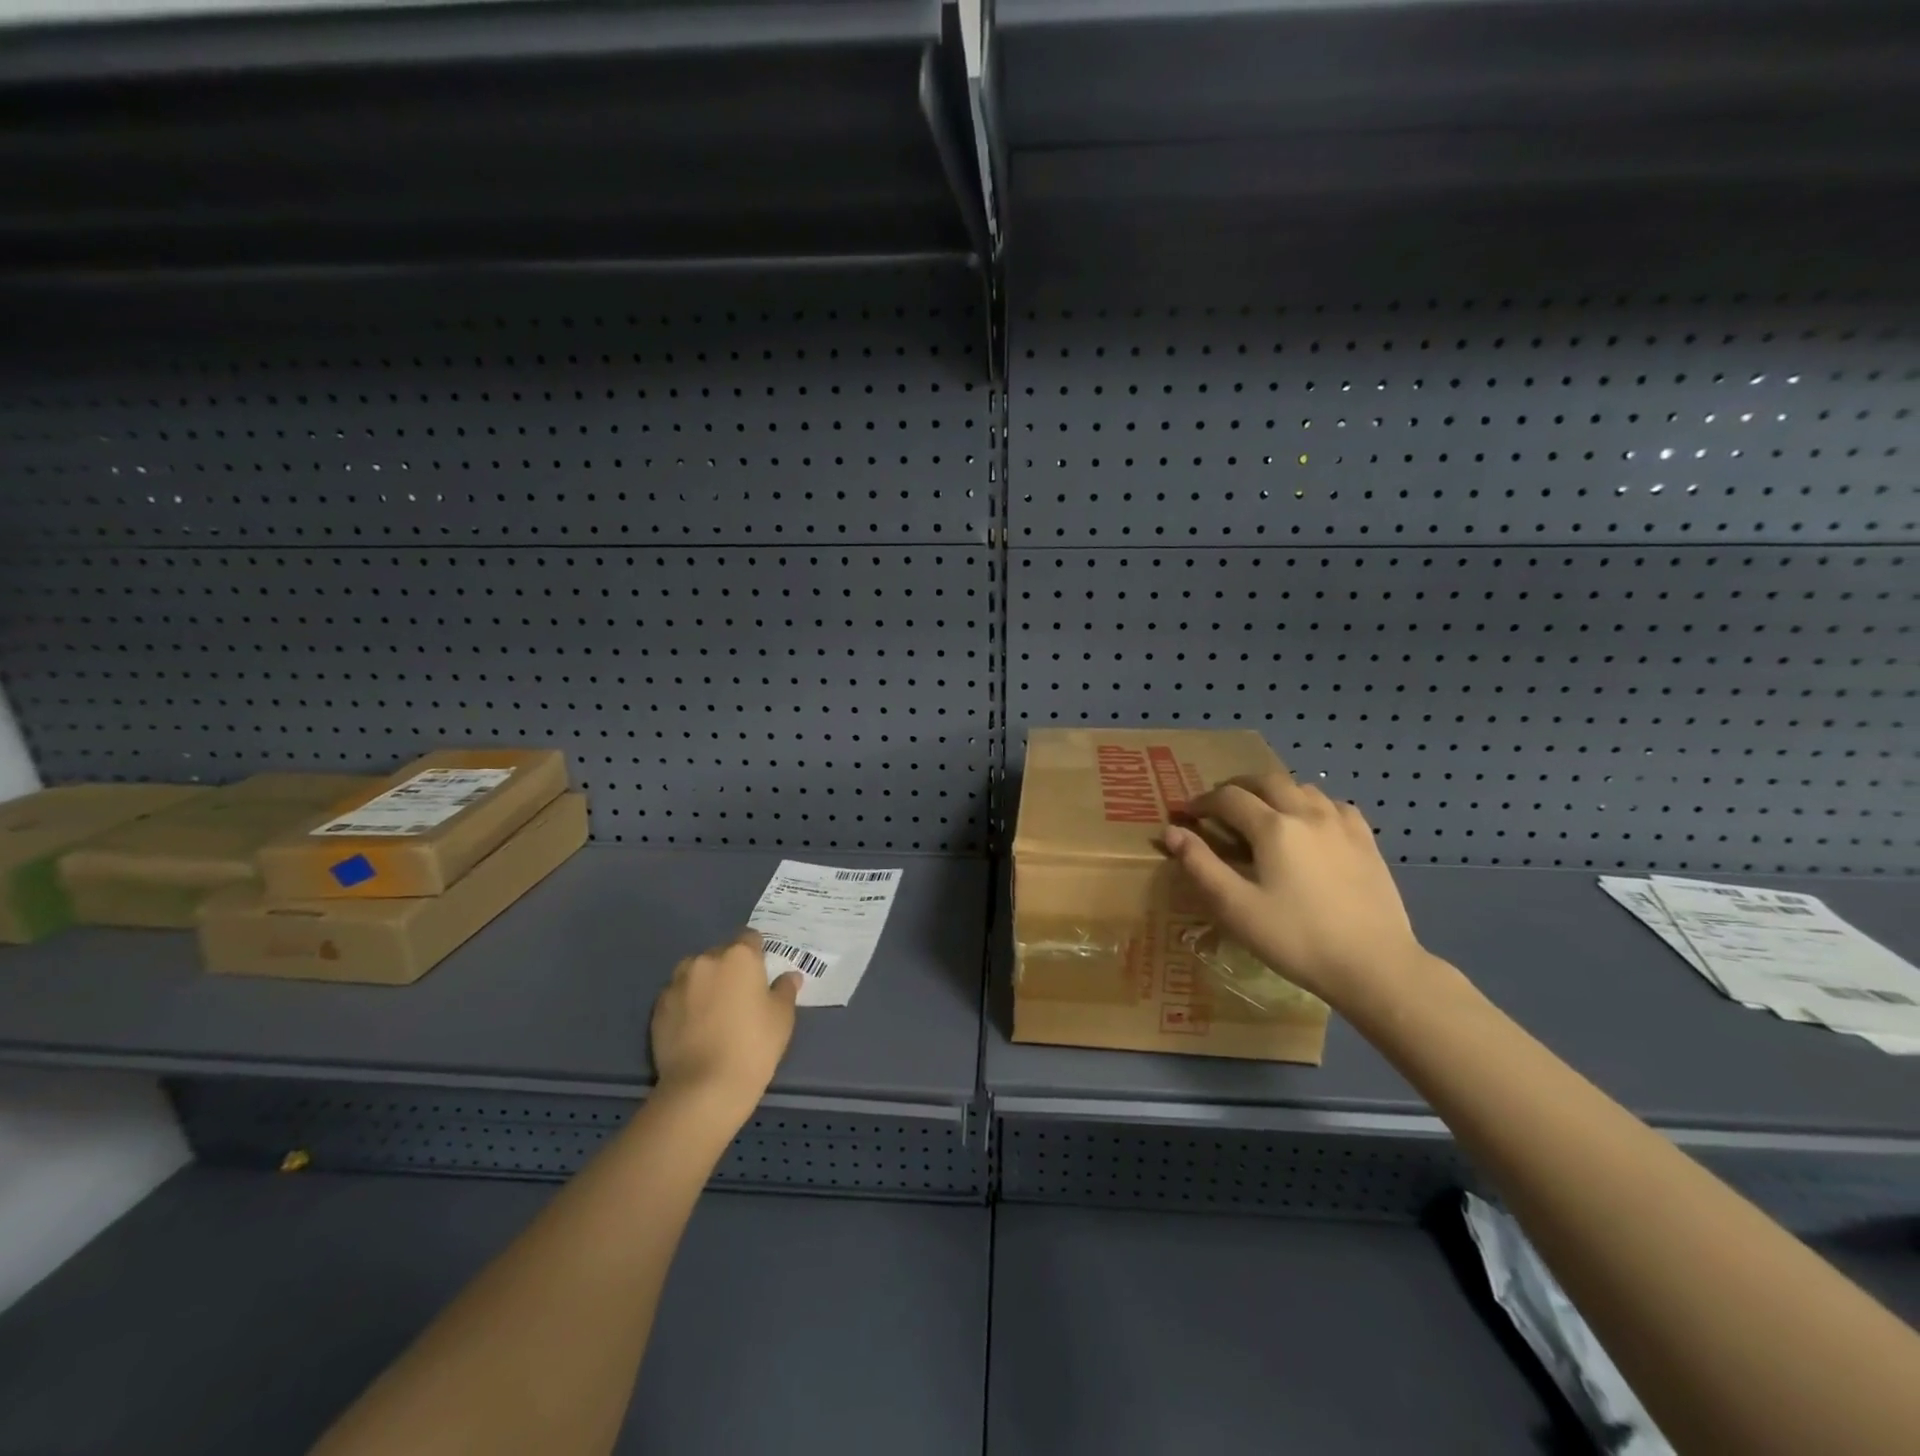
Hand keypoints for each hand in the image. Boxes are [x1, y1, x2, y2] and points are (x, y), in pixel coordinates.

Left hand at [650, 930, 799, 1121]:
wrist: (703, 1088)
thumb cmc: (753, 1045)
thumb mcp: (782, 1017)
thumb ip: (785, 990)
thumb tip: (789, 976)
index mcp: (739, 956)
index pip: (750, 939)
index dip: (757, 955)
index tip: (761, 975)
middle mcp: (705, 960)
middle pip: (721, 955)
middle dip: (729, 969)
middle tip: (740, 998)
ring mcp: (677, 983)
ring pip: (695, 973)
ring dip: (704, 984)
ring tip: (713, 1013)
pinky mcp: (658, 1008)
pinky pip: (677, 996)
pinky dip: (686, 1004)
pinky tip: (694, 1028)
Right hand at [1159, 774, 1429, 1010]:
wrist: (1374, 966)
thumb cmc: (1295, 938)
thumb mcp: (1235, 907)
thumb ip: (1200, 865)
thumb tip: (1172, 831)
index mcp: (1272, 827)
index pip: (1228, 798)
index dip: (1202, 802)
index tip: (1187, 815)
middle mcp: (1307, 813)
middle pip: (1266, 780)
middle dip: (1237, 787)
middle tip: (1220, 806)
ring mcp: (1342, 825)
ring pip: (1302, 788)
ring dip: (1275, 792)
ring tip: (1262, 813)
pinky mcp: (1367, 842)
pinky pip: (1335, 805)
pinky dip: (1312, 805)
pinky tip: (1311, 825)